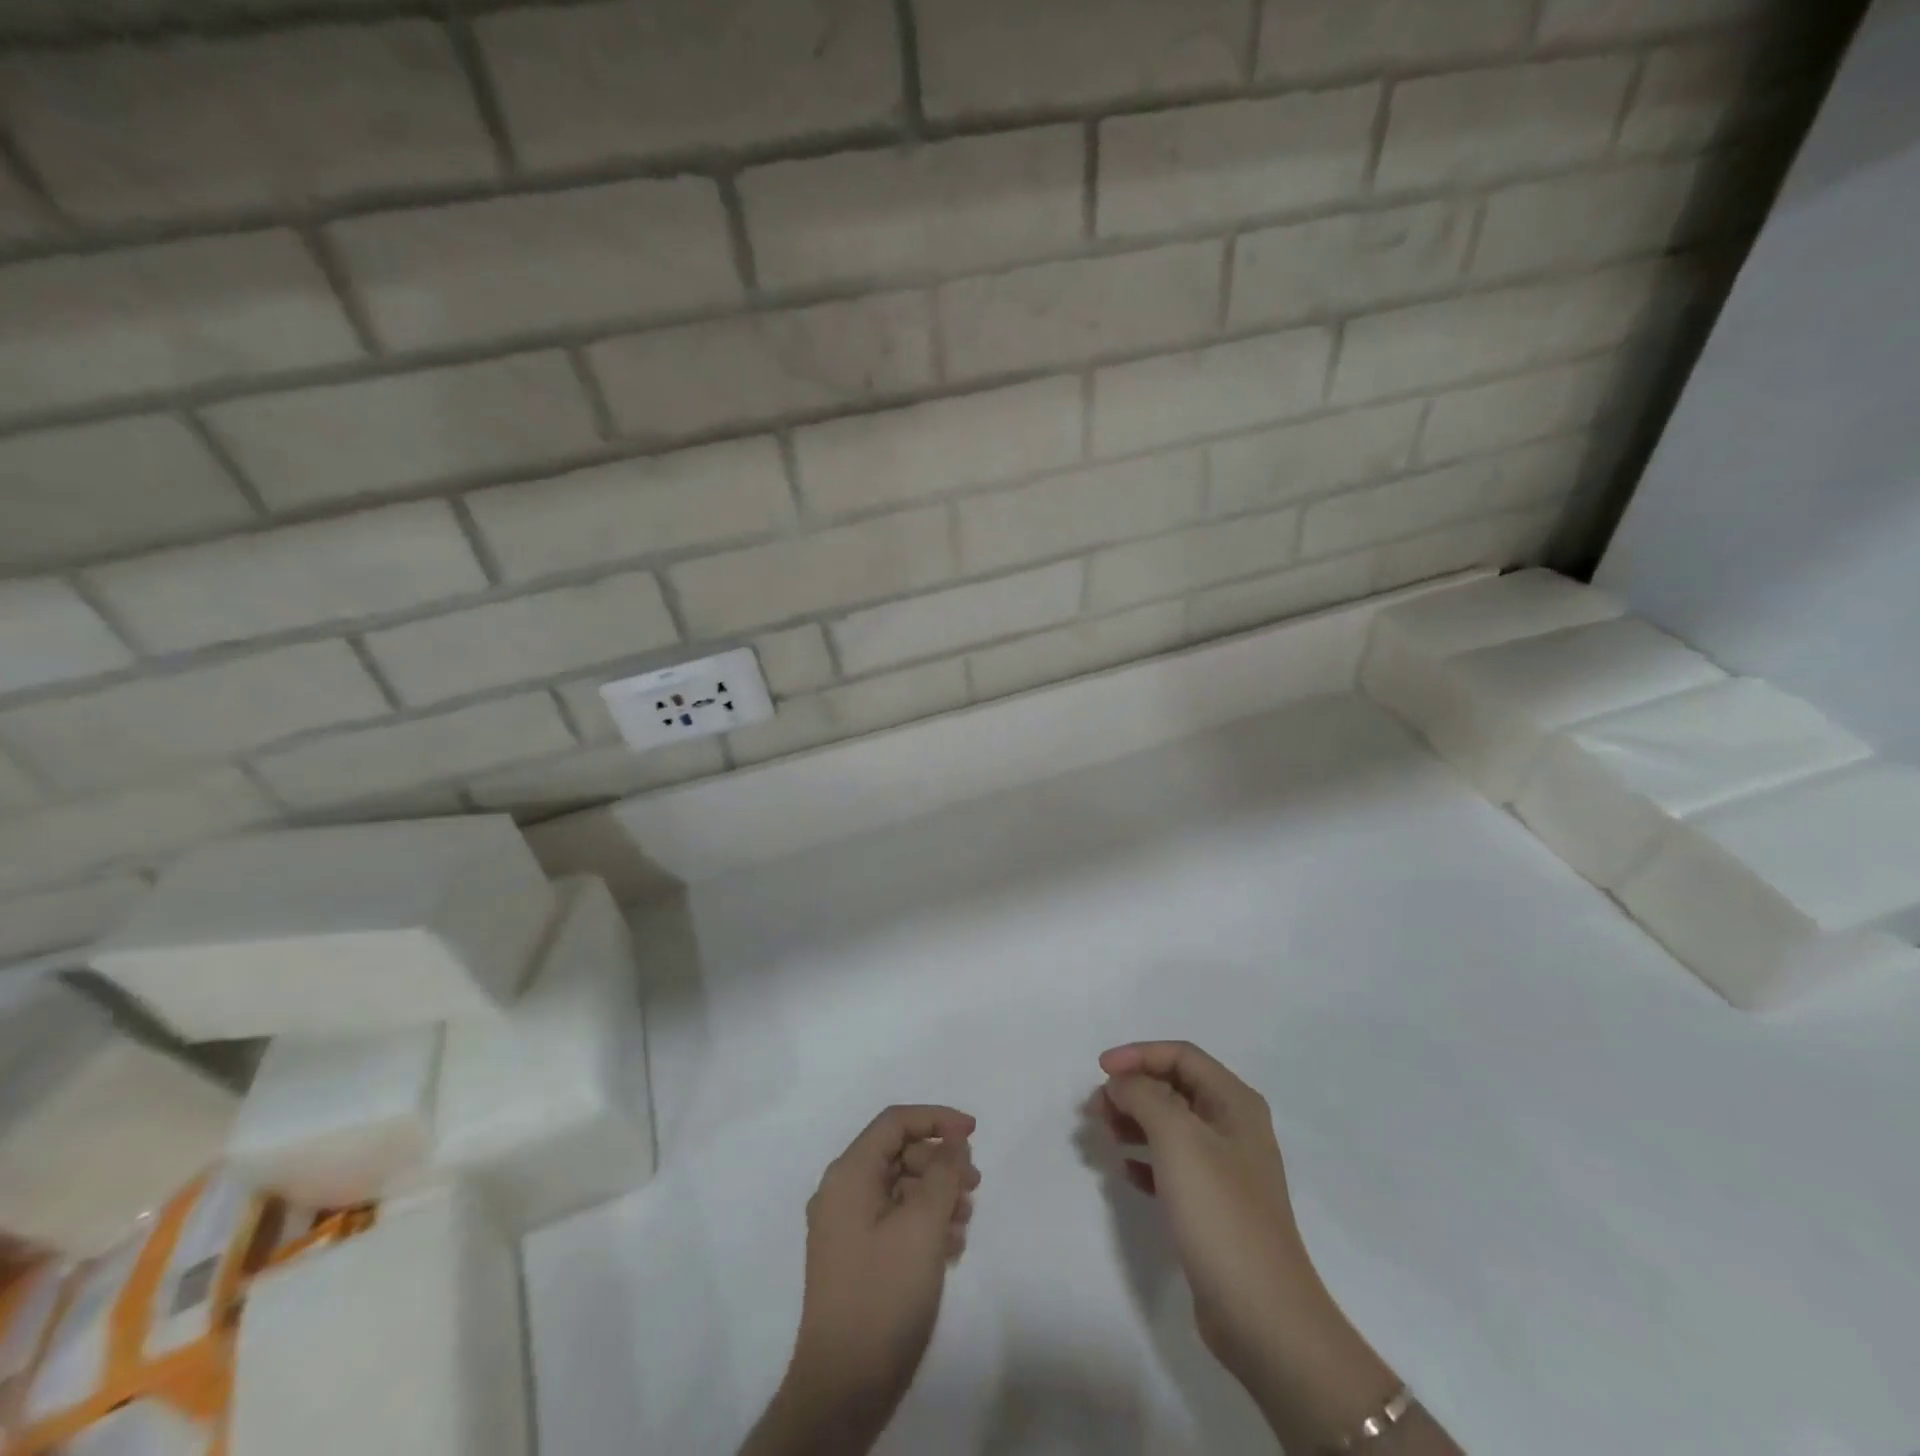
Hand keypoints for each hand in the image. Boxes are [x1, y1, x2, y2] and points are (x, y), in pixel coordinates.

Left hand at [742, 1105, 979, 1455]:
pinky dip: (923, 1224)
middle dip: (940, 1163)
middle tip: (975, 1187)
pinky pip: (893, 1220)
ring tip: (965, 1224)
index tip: (973, 1134)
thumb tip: (953, 1141)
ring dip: (936, 1196)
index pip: (894, 1123)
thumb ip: (942, 1173)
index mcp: (848, 1175)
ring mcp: (845, 1229)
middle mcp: (841, 1193)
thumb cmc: (884, 1295)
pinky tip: (949, 1249)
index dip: (936, 1119)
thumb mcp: (922, 1226)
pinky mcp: (855, 1259)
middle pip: (898, 1154)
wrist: (843, 1389)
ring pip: (899, 1189)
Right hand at [1100, 1042, 1414, 1451]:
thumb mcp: (1177, 1138)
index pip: (1181, 1055)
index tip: (1099, 1071)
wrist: (1261, 1313)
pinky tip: (1125, 1173)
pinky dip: (1145, 1160)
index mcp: (1234, 1102)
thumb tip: (1121, 1082)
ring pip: (1170, 1126)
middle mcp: (1233, 1127)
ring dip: (1134, 1122)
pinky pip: (1171, 1165)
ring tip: (1103, 1136)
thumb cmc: (1219, 1211)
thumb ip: (1143, 1096)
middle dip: (1132, 1090)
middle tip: (1094, 1109)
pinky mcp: (1213, 1205)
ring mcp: (1225, 1168)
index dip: (1138, 1055)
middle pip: (1174, 1087)